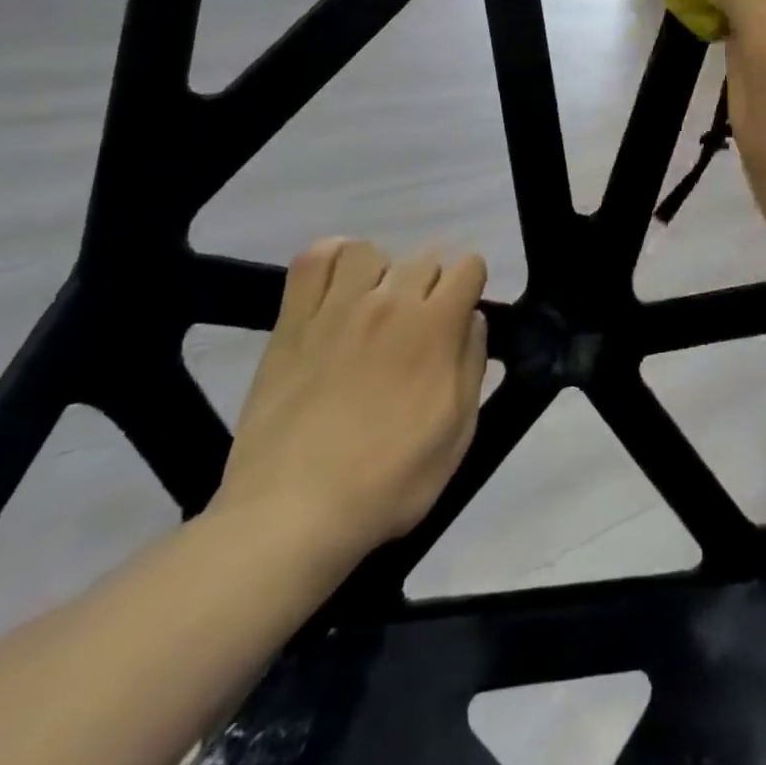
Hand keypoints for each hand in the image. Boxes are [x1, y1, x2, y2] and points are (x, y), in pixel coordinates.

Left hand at [211, 239, 487, 574]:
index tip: (460, 318)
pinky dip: (329, 259)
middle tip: (418, 328)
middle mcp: (391, 302)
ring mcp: (337, 308)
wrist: (292, 513)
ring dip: (381, 272)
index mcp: (436, 327)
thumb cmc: (388, 481)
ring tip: (374, 306)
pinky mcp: (292, 322)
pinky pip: (312, 261)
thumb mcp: (458, 433)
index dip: (471, 288)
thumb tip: (472, 319)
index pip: (469, 266)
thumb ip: (472, 365)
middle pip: (424, 257)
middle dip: (432, 285)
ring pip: (370, 251)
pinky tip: (336, 285)